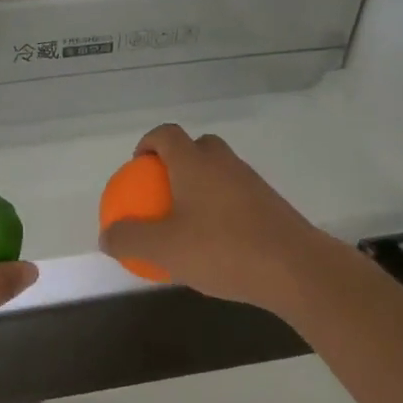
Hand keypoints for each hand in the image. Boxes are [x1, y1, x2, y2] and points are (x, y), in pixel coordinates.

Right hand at [98, 124, 340, 319]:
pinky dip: (222, 207)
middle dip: (178, 161)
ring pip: (220, 171)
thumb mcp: (164, 249)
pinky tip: (216, 242)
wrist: (295, 268)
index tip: (137, 166)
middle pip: (197, 146)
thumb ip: (130, 240)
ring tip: (187, 220)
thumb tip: (107, 235)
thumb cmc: (222, 249)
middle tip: (162, 190)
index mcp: (194, 162)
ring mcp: (251, 181)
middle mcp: (223, 162)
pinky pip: (237, 195)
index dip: (148, 142)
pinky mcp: (270, 204)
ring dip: (202, 185)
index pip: (166, 134)